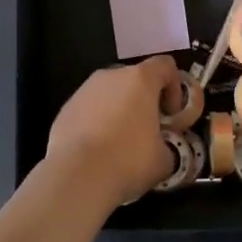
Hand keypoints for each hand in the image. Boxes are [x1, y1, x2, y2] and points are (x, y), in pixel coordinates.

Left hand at [45, 56, 178, 209]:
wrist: (76, 176)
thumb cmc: (128, 160)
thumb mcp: (164, 159)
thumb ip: (169, 144)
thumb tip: (163, 148)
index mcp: (140, 79)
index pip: (165, 65)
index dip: (175, 86)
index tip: (172, 115)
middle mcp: (111, 75)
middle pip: (136, 79)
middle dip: (145, 100)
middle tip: (148, 130)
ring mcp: (85, 89)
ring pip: (110, 93)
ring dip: (120, 110)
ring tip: (120, 143)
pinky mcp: (66, 107)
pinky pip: (90, 109)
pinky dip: (97, 122)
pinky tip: (97, 150)